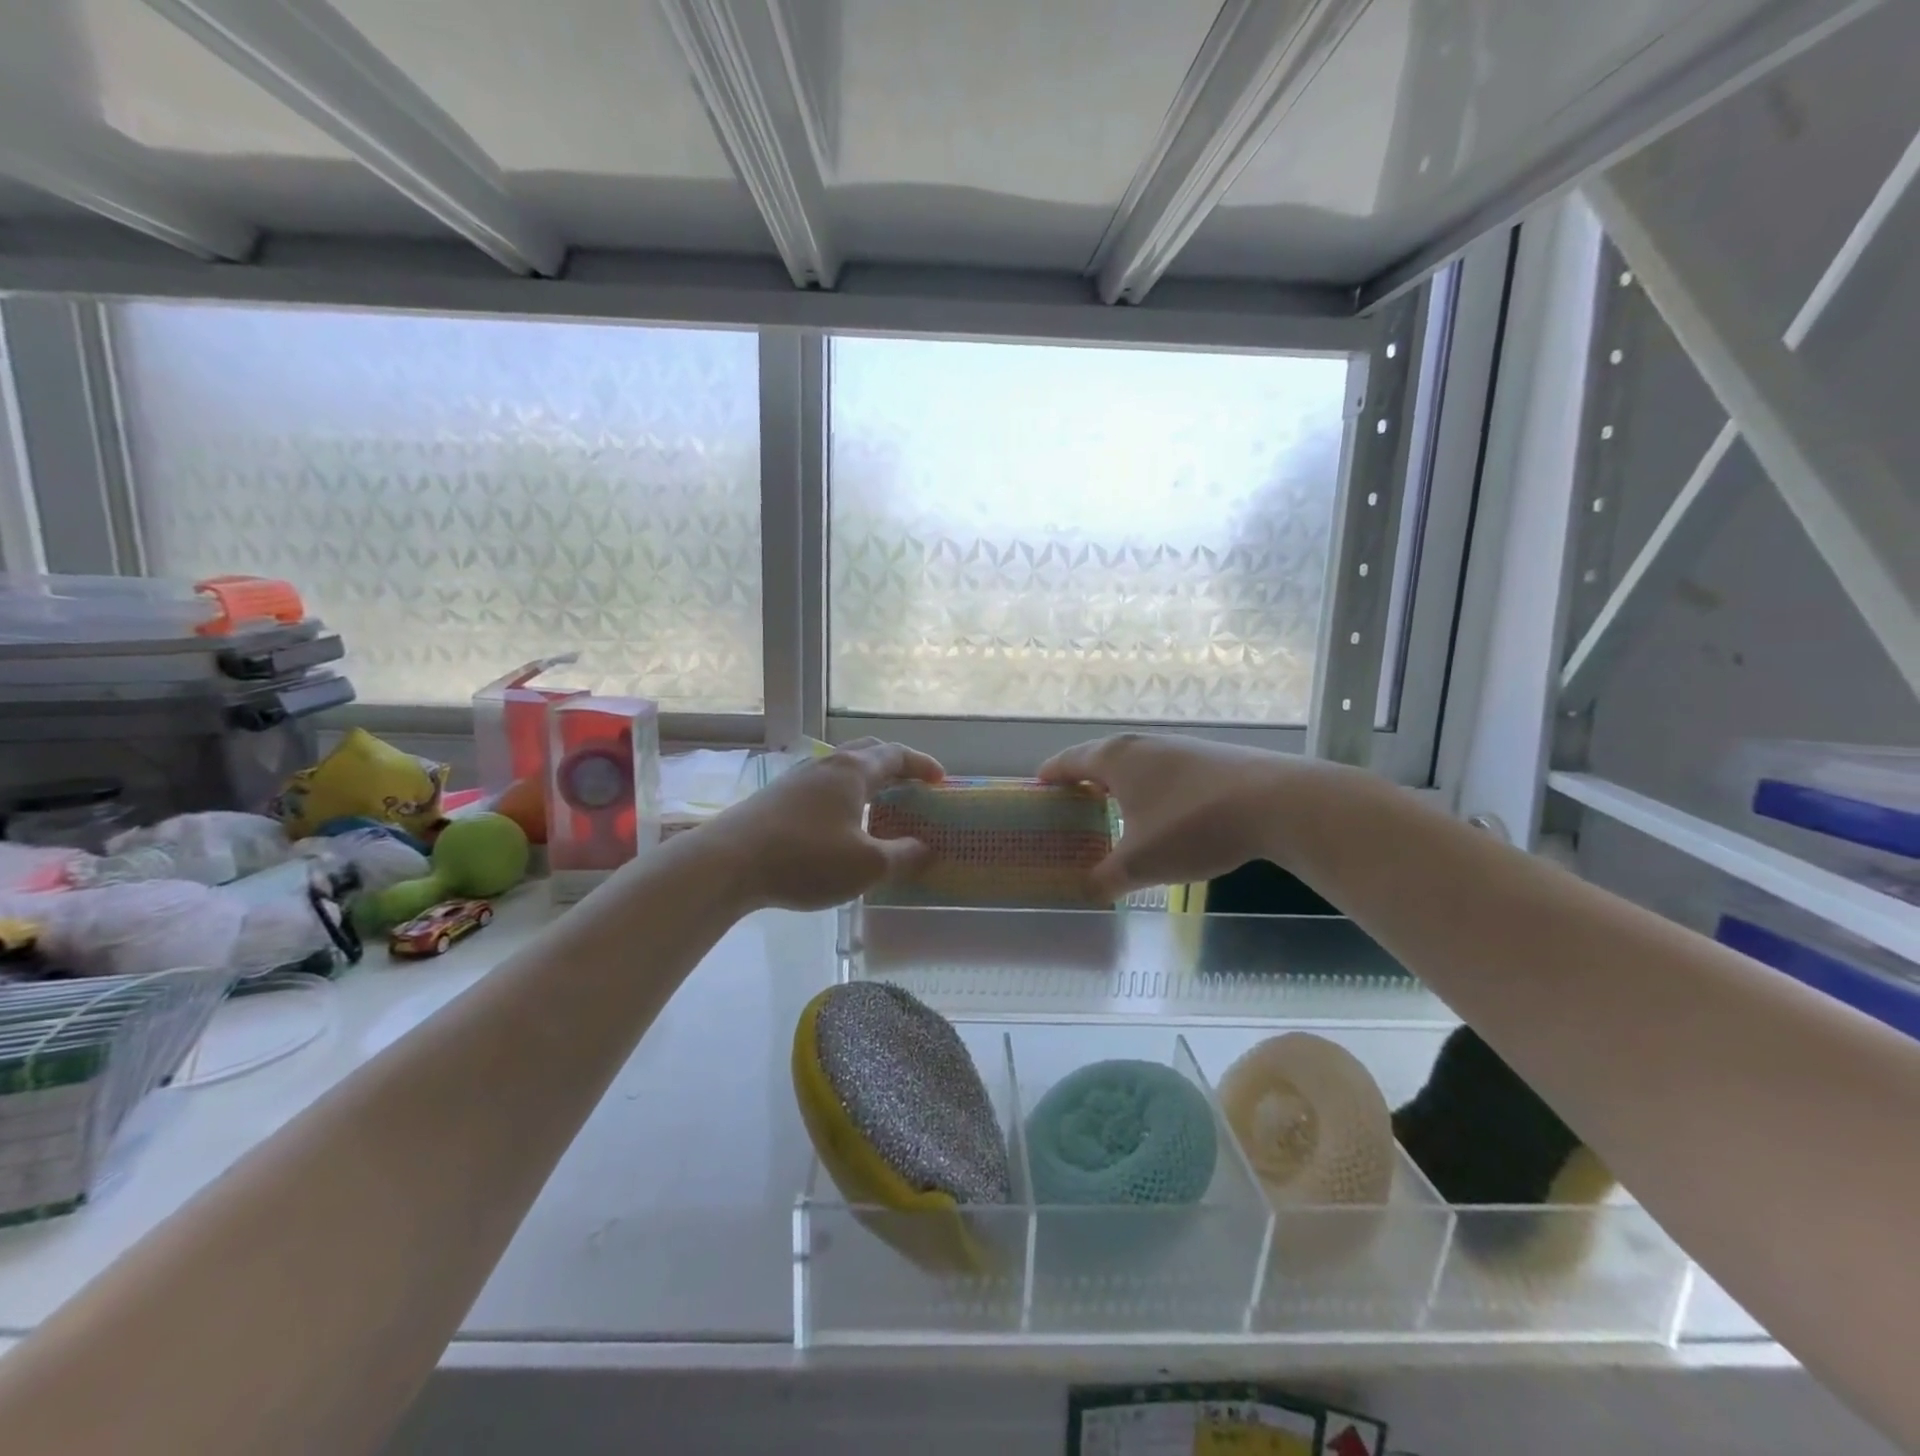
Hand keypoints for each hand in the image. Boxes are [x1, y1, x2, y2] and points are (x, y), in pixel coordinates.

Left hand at [710, 738, 943, 910]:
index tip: (941, 780)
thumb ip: (902, 856)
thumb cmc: (806, 858)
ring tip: (878, 804)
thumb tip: (926, 848)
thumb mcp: (866, 865)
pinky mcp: (776, 797)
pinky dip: (843, 794)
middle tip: (913, 785)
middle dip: (895, 764)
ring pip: (841, 768)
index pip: (896, 754)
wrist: (728, 862)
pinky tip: (839, 823)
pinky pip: (822, 785)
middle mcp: (826, 765)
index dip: (922, 765)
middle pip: (868, 752)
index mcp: (853, 771)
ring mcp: (797, 778)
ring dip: (867, 779)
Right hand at [1039, 733, 1295, 898]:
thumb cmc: (1192, 826)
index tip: (1037, 785)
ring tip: (1114, 808)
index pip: (1070, 760)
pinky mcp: (1211, 759)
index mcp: (1116, 759)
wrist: (1276, 803)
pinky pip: (1165, 771)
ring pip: (1137, 763)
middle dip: (1084, 778)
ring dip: (1121, 783)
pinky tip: (1163, 814)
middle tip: (1072, 802)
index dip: (1051, 775)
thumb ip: (1106, 879)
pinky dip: (1151, 788)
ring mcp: (1181, 748)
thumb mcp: (1141, 863)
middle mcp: (1144, 745)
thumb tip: (1088, 893)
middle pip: (1102, 756)